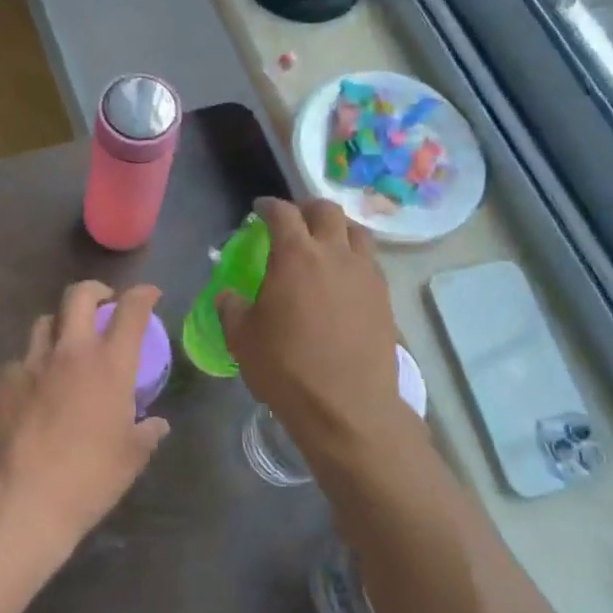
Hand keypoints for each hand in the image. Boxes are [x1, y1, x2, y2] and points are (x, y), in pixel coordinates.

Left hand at [0, 281, 169, 555]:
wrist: (24, 497)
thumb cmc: (90, 478)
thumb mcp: (131, 457)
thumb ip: (147, 433)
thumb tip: (156, 424)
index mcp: (110, 364)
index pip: (131, 311)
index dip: (143, 295)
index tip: (149, 294)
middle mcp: (71, 351)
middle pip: (79, 296)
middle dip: (94, 291)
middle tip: (102, 304)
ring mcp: (32, 362)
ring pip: (44, 322)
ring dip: (60, 325)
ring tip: (64, 345)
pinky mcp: (2, 379)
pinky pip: (19, 360)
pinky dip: (30, 367)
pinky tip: (31, 390)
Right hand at [219, 198, 407, 452]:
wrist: (347, 406)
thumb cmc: (287, 368)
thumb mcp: (243, 339)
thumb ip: (232, 309)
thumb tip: (228, 296)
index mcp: (295, 255)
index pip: (282, 213)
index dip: (269, 206)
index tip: (260, 209)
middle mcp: (334, 253)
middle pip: (327, 210)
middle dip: (307, 208)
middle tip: (295, 219)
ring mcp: (365, 274)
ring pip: (356, 231)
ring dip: (338, 228)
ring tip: (325, 242)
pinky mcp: (384, 297)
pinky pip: (370, 261)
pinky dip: (355, 256)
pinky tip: (344, 277)